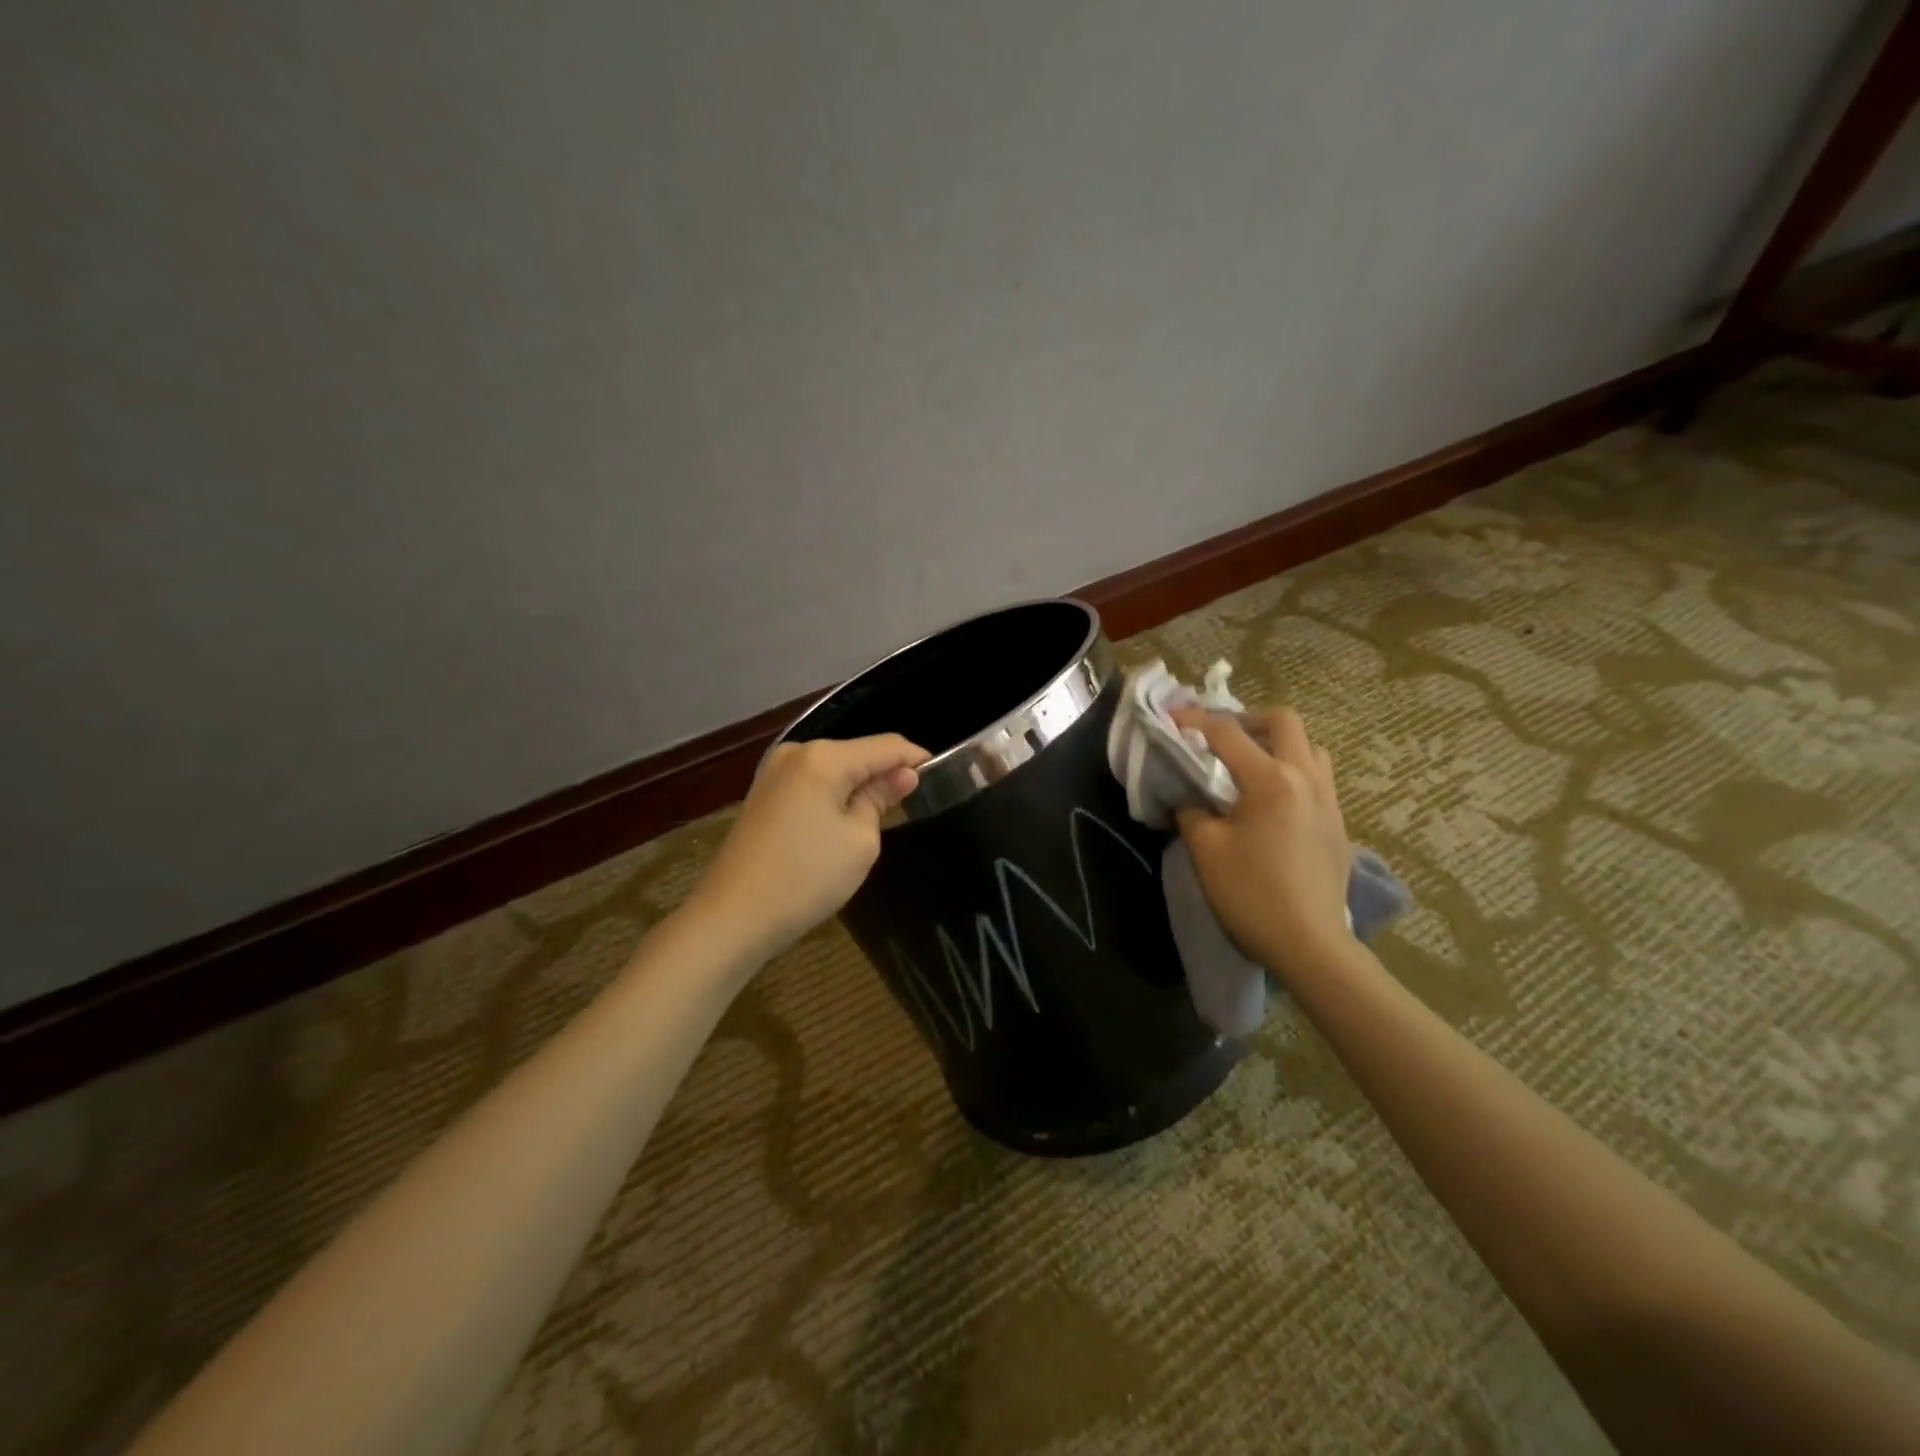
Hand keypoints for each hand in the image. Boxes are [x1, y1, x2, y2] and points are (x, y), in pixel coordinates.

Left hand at [686, 733, 929, 959]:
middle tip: (910, 806)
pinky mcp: (763, 796)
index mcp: (824, 757)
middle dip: (885, 774)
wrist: (732, 916)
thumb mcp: (859, 840)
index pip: (886, 745)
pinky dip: (833, 797)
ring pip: (834, 770)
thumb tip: (902, 775)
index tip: (942, 775)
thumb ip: (881, 798)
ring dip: (858, 788)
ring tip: (879, 819)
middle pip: (857, 754)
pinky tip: (842, 824)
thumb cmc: (806, 877)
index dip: (916, 758)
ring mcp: (774, 773)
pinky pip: (812, 785)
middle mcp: (796, 753)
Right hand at [1171, 706, 1352, 982]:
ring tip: (1248, 765)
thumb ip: (1191, 809)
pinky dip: (1291, 770)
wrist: (1309, 943)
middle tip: (1219, 739)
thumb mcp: (1205, 848)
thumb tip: (1188, 793)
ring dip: (1276, 744)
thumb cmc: (1250, 894)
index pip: (1227, 734)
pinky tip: (1270, 800)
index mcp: (1270, 779)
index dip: (1194, 722)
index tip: (1170, 719)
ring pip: (1308, 746)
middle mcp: (1306, 777)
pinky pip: (1316, 776)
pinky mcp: (1338, 822)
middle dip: (1247, 720)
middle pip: (1284, 721)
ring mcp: (1328, 798)